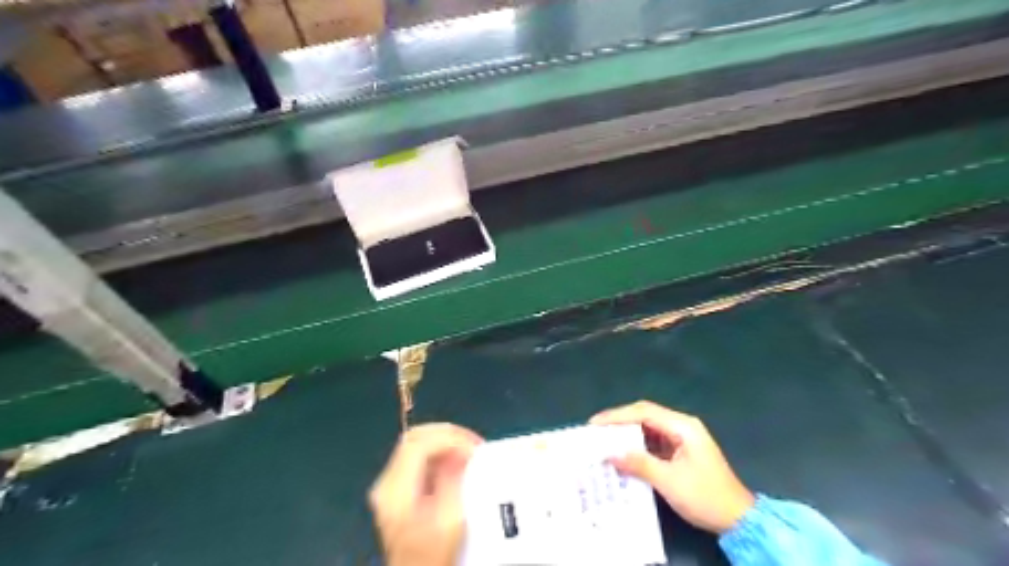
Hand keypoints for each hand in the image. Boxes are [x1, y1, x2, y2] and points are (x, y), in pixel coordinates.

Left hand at [369, 422, 484, 565]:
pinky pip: (419, 456)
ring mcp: (390, 483)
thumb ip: (454, 481)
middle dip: (448, 433)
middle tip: (474, 443)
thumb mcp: (449, 521)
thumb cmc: (433, 554)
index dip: (449, 438)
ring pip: (417, 442)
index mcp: (395, 489)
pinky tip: (458, 460)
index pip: (418, 443)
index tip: (474, 448)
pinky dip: (440, 451)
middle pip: (415, 437)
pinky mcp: (398, 487)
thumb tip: (462, 452)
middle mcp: (387, 481)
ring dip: (445, 441)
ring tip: (470, 450)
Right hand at [588, 400, 751, 532]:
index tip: (595, 424)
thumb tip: (610, 453)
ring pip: (648, 427)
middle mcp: (682, 426)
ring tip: (604, 440)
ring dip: (627, 433)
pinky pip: (654, 440)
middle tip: (595, 431)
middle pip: (645, 415)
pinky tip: (623, 452)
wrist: (738, 519)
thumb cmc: (705, 497)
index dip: (617, 416)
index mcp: (683, 426)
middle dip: (619, 421)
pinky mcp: (681, 450)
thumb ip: (639, 464)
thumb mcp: (670, 482)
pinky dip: (637, 445)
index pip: (644, 412)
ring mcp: (682, 437)